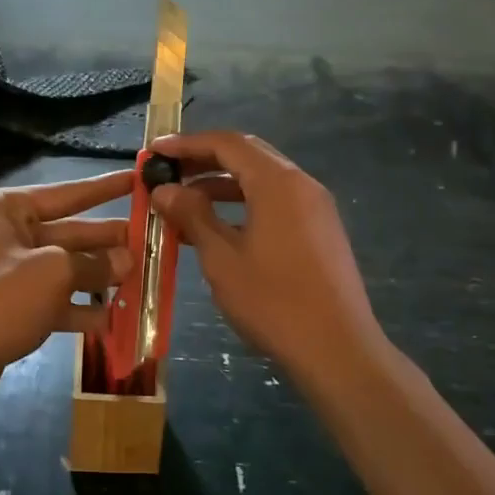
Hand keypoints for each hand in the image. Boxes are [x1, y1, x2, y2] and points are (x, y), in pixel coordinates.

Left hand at [0, 169, 133, 404]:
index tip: (136, 179)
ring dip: (97, 277)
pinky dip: (77, 308)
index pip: (66, 194)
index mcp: (7, 209)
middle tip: (149, 241)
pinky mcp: (9, 306)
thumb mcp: (54, 273)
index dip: (104, 189)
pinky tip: (111, 320)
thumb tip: (127, 261)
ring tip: (138, 281)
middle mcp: (5, 233)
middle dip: (107, 241)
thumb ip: (93, 265)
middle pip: (67, 233)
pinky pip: (51, 299)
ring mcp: (6, 271)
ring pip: (62, 269)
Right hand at [149, 131, 380, 374]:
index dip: (187, 143)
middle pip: (246, 155)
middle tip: (168, 173)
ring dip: (221, 185)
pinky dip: (243, 204)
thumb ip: (193, 216)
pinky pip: (275, 202)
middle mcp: (300, 184)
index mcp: (277, 182)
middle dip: (204, 160)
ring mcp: (315, 207)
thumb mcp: (222, 258)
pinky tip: (217, 229)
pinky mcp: (320, 230)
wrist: (338, 351)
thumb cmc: (274, 302)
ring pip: (261, 180)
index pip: (227, 143)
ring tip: (183, 204)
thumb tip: (165, 190)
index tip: (156, 152)